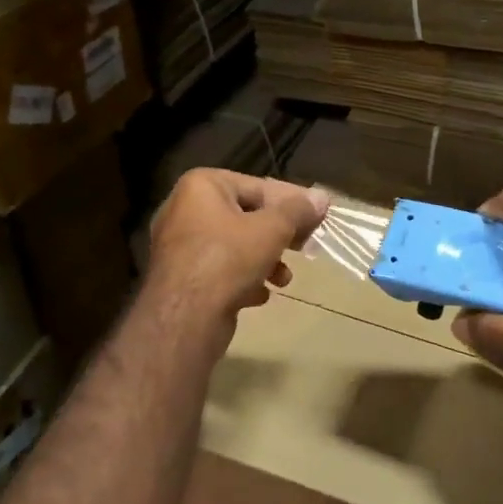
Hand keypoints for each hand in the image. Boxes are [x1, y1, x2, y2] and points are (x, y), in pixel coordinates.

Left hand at [146, 169, 329, 335]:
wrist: (184, 317)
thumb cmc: (228, 259)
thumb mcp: (272, 229)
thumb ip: (298, 211)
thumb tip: (322, 197)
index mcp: (201, 186)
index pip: (258, 187)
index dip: (292, 202)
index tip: (318, 218)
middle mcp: (185, 210)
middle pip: (246, 216)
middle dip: (278, 236)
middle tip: (305, 248)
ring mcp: (180, 246)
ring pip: (235, 246)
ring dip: (265, 261)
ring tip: (283, 279)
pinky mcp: (181, 278)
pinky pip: (220, 270)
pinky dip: (243, 279)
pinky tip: (260, 294)